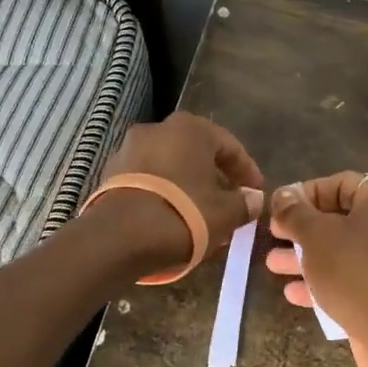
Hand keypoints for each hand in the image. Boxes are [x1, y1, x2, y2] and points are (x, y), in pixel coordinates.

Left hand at [90, 112, 264, 273]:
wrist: (119, 238)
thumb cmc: (183, 215)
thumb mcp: (224, 213)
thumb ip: (244, 203)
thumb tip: (254, 199)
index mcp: (190, 129)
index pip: (229, 146)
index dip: (247, 171)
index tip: (255, 192)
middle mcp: (158, 129)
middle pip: (197, 153)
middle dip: (215, 177)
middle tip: (230, 202)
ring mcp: (129, 149)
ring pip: (172, 166)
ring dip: (189, 185)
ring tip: (202, 213)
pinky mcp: (112, 173)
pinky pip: (150, 180)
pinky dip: (166, 193)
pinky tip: (174, 216)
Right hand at [266, 172, 367, 366]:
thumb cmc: (353, 269)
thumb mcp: (316, 235)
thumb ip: (294, 213)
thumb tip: (282, 195)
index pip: (340, 183)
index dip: (307, 192)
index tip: (279, 207)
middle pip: (336, 219)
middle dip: (300, 228)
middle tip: (271, 235)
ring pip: (336, 252)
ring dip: (303, 257)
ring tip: (271, 264)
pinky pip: (343, 281)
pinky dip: (318, 284)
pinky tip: (291, 293)